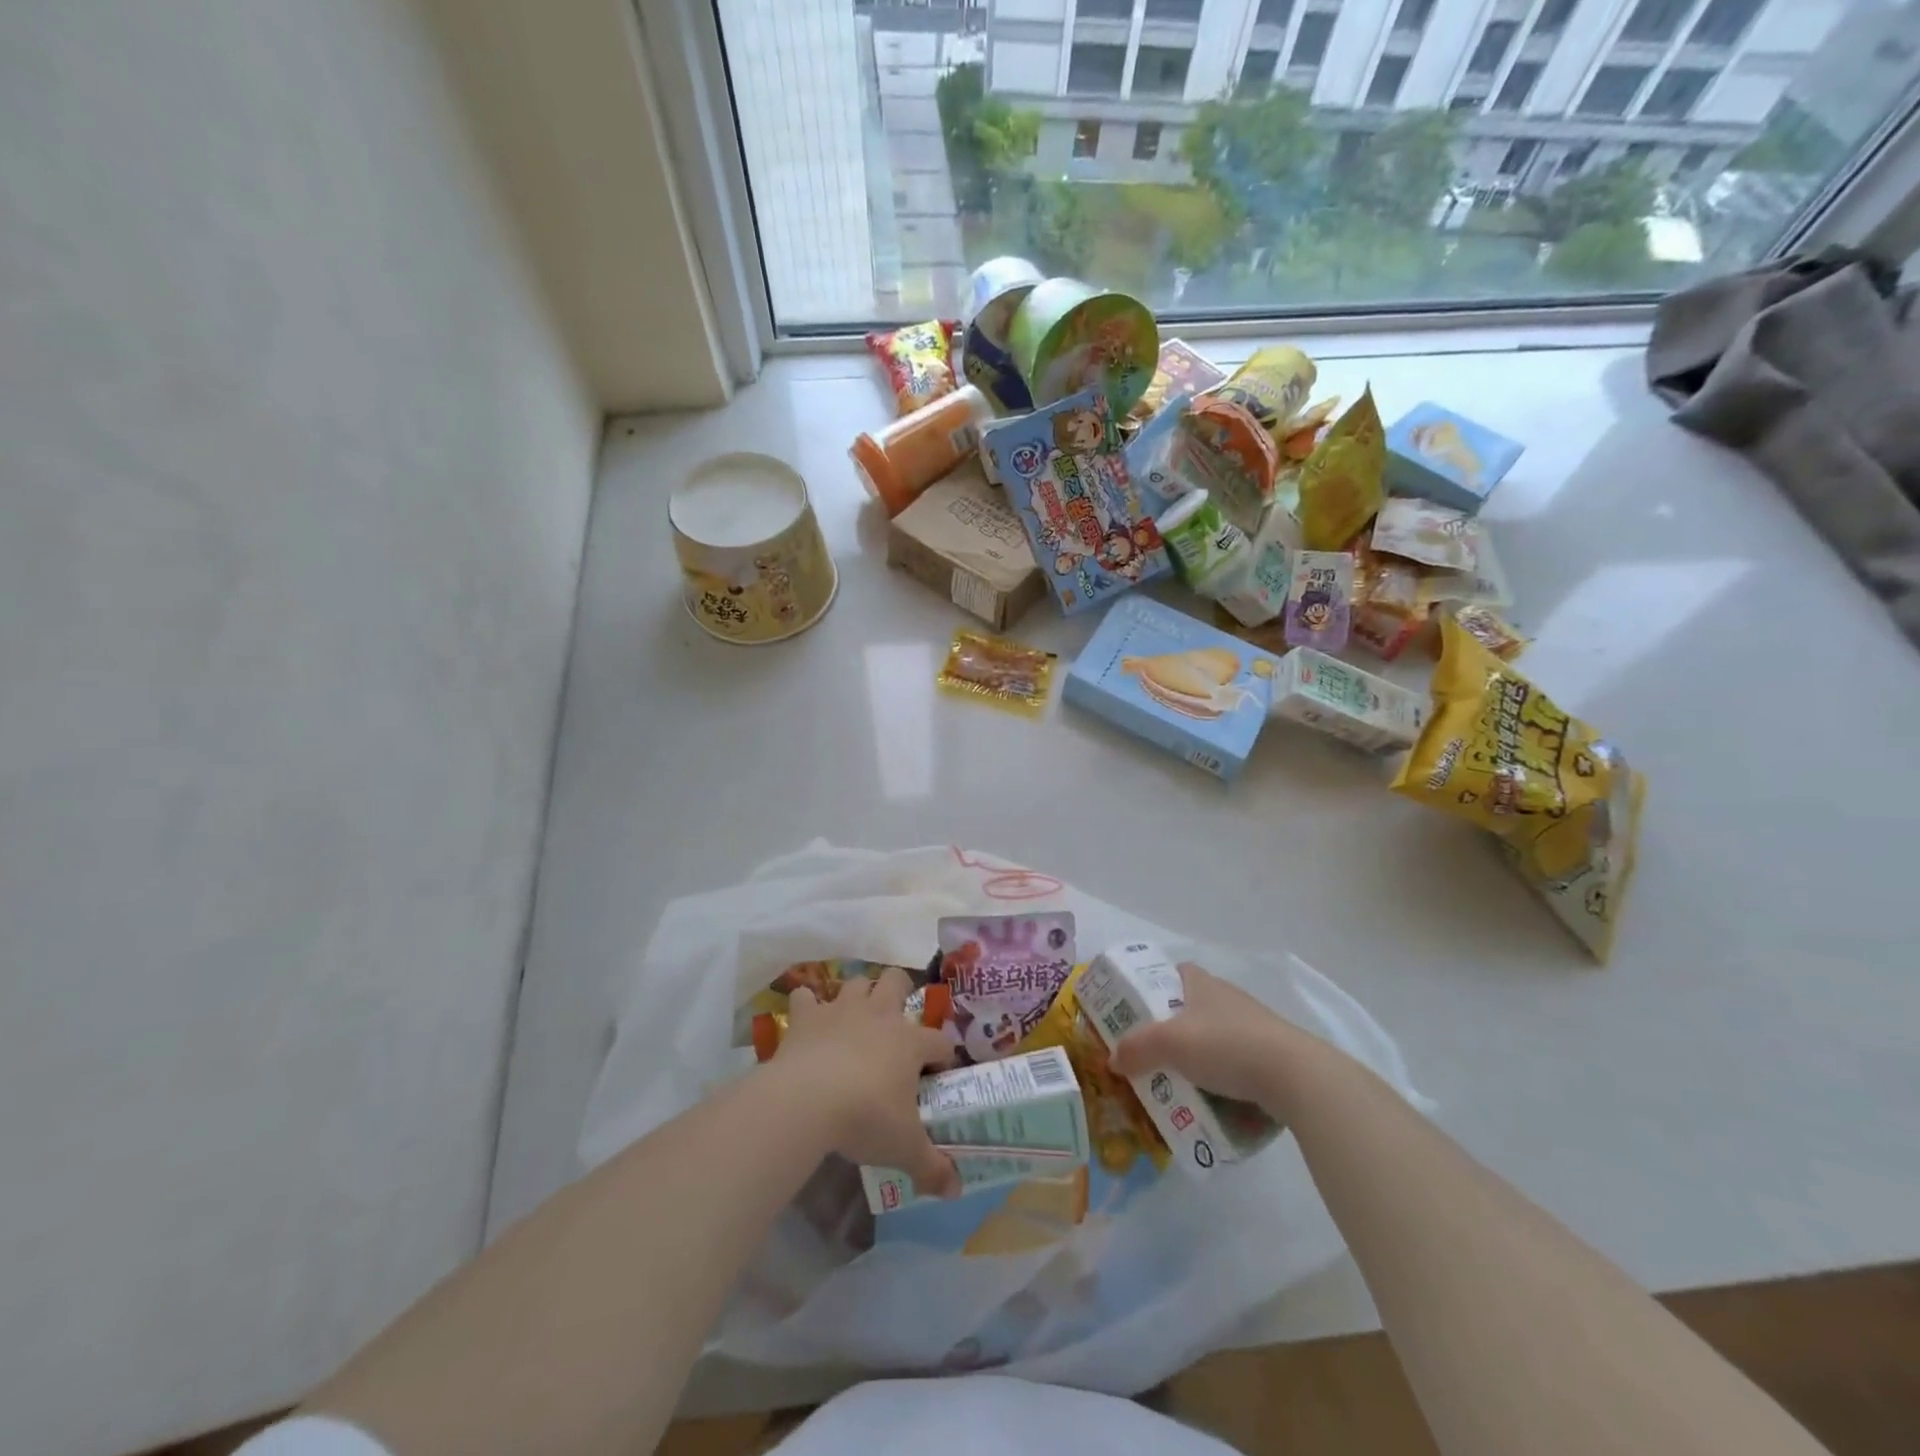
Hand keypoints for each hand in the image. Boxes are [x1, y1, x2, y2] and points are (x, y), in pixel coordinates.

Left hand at [771, 968, 959, 1198]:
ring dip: (858, 995)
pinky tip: (807, 1020)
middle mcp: (879, 1015)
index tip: (938, 1077)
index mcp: (910, 1042)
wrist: (806, 1101)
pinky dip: (807, 1006)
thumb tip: (956, 1191)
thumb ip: (932, 1167)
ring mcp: (841, 1010)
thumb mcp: (904, 1148)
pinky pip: (806, 998)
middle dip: (900, 991)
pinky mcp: (807, 1016)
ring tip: (854, 1019)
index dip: (943, 1058)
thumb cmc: (865, 1118)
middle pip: (897, 981)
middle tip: (895, 1023)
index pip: (939, 1042)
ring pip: (856, 983)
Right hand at [1108, 963, 1306, 1110]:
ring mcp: (1256, 1027)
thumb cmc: (1226, 1045)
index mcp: (1204, 985)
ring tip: (1180, 1082)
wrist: (1296, 1077)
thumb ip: (1137, 1049)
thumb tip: (1112, 1059)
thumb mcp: (1170, 1044)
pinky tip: (1216, 1100)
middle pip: (1195, 1007)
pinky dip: (1226, 1078)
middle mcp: (1229, 999)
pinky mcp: (1274, 1056)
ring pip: (1218, 1037)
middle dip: (1175, 1028)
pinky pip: (1240, 1064)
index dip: (1158, 985)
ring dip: (1201, 1056)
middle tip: (1154, 1053)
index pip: (1178, 972)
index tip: (1142, 1008)